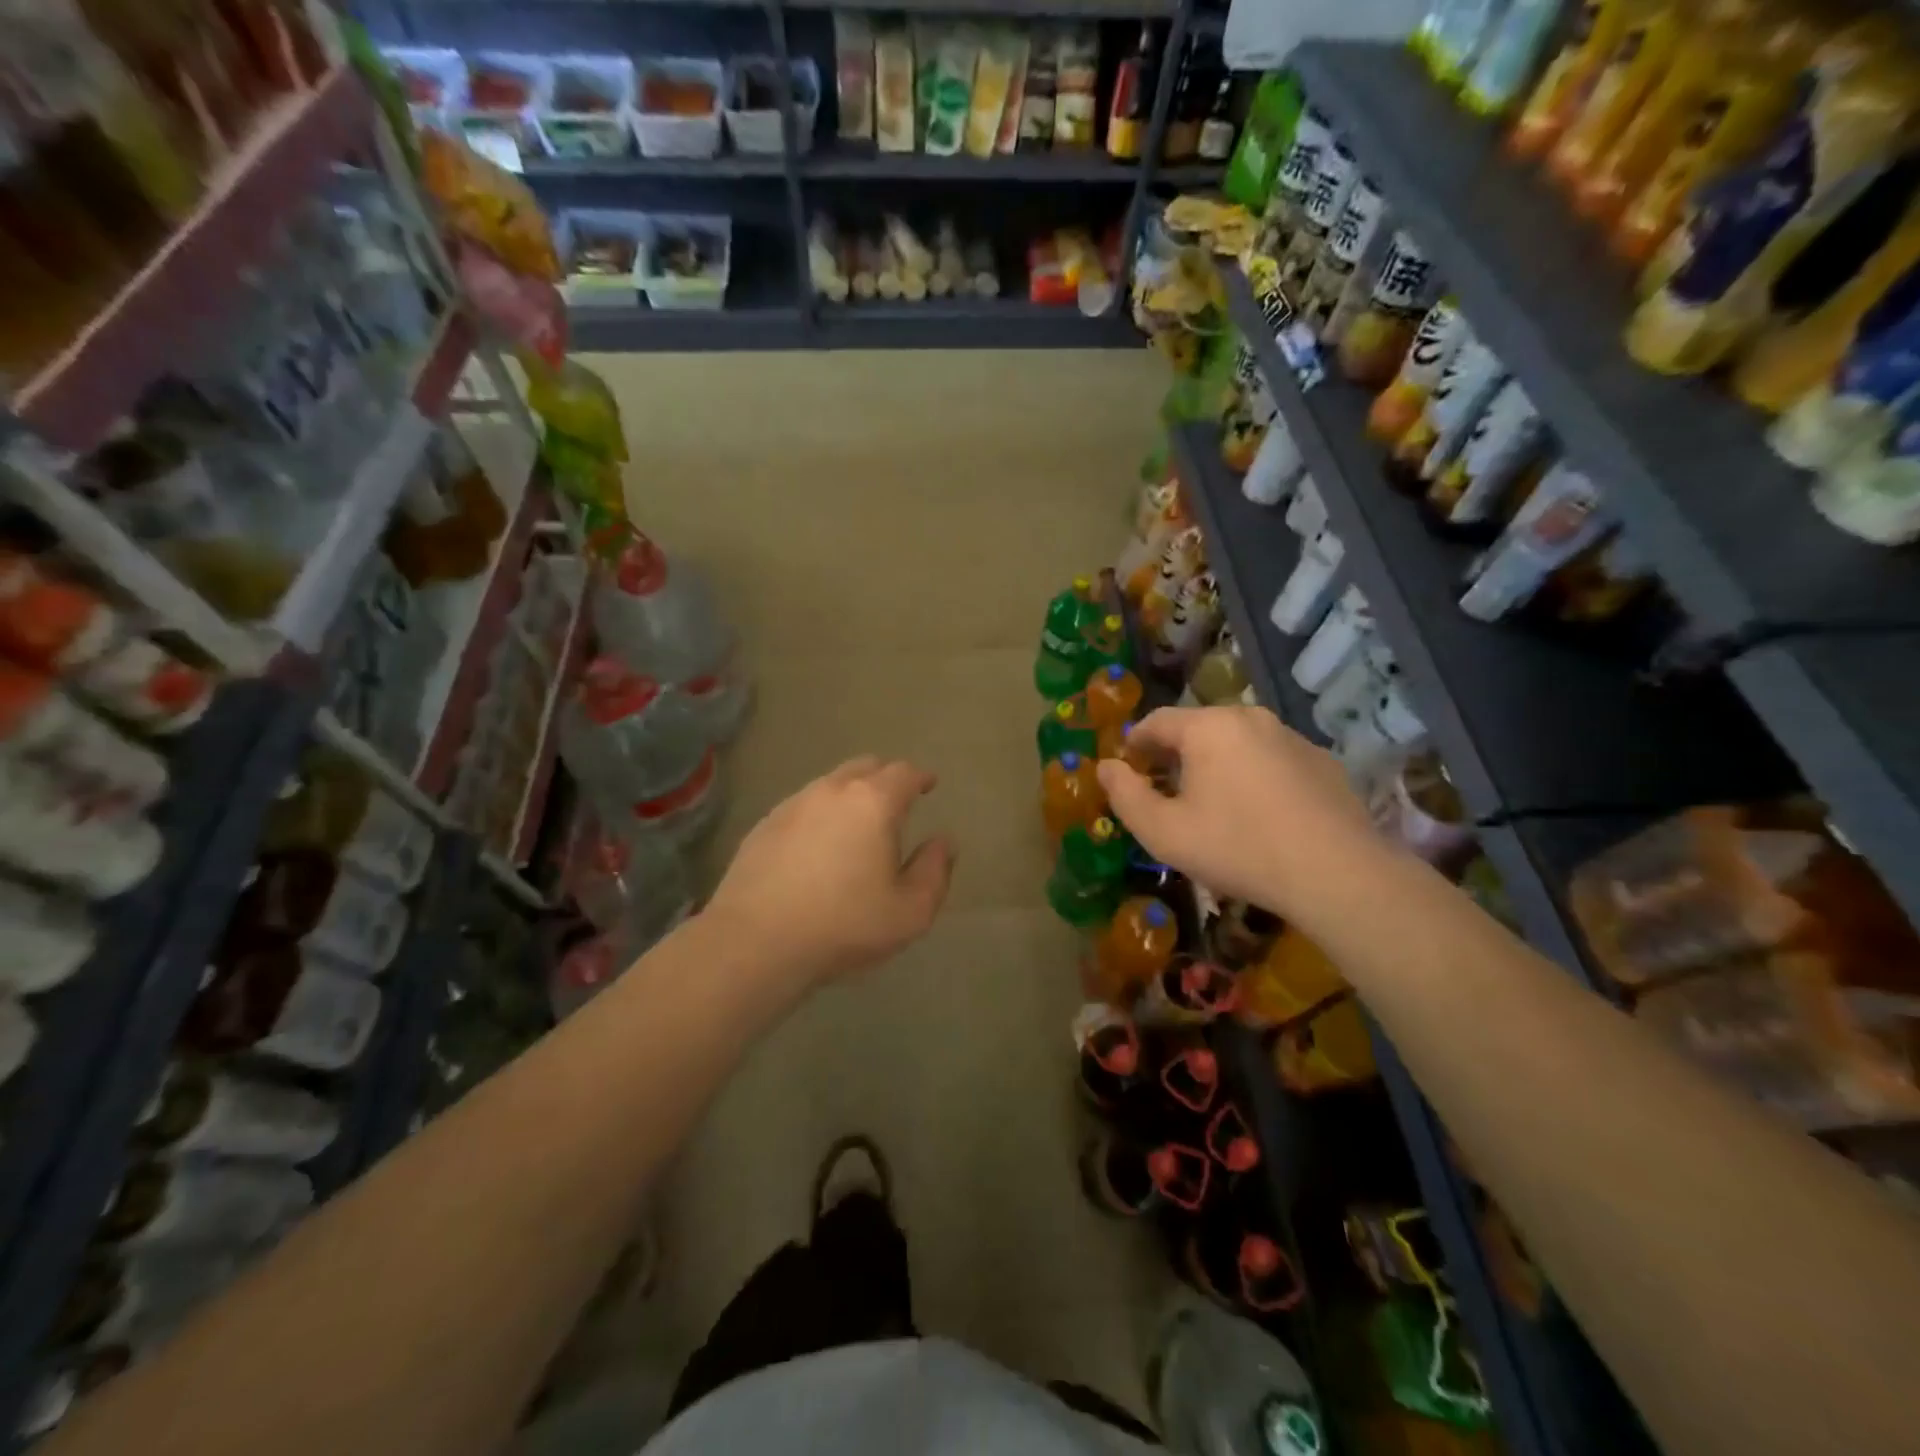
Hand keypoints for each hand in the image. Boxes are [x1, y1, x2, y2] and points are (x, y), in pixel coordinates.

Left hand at [704, 757, 954, 986]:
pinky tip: (817, 846)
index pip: (904, 773)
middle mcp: (832, 791)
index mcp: (873, 803)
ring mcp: (792, 805)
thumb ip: (934, 871)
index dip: (920, 777)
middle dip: (886, 777)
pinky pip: (802, 807)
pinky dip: (819, 815)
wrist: (755, 942)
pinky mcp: (764, 825)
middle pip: (865, 767)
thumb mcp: (910, 911)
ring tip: (857, 824)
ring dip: (850, 795)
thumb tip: (942, 842)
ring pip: (830, 784)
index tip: (929, 784)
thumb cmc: (844, 925)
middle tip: (896, 800)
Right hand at [1097, 705, 1379, 921]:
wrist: (1336, 873)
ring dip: (1216, 764)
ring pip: (1238, 742)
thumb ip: (1125, 796)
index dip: (1135, 744)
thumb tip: (1105, 767)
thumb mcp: (1163, 832)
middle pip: (1198, 728)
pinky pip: (1272, 759)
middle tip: (1165, 791)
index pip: (1157, 721)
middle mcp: (1250, 718)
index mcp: (1208, 727)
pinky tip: (1259, 814)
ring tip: (1212, 805)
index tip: (1127, 770)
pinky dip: (1254, 776)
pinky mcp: (1322, 761)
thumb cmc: (1237, 848)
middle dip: (1175, 755)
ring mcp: (1292, 737)